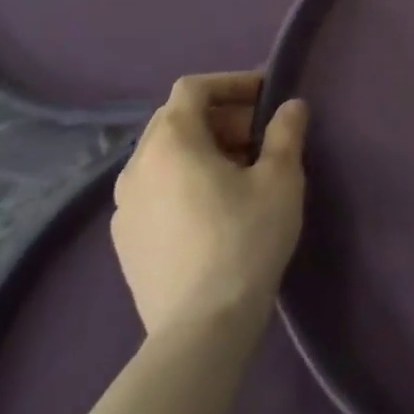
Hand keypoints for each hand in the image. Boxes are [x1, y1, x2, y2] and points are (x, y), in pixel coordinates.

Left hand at [110, 71, 307, 339]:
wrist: (200, 330)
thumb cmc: (244, 240)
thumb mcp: (280, 178)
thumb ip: (286, 132)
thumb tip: (290, 106)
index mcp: (170, 141)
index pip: (193, 88)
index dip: (231, 83)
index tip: (266, 96)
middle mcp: (136, 166)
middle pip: (177, 120)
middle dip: (221, 117)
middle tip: (260, 136)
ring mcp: (123, 207)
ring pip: (165, 156)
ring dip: (202, 150)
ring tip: (240, 173)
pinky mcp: (124, 243)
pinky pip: (155, 190)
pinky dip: (183, 182)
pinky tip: (213, 209)